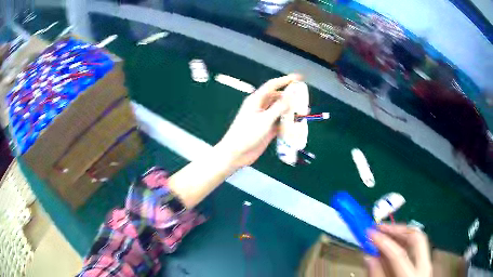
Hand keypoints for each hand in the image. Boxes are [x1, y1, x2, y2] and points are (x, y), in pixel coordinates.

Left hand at [216, 74, 301, 166]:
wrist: (236, 154)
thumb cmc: (246, 134)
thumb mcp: (264, 119)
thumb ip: (279, 107)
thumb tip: (291, 94)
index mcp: (256, 100)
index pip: (272, 85)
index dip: (285, 80)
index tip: (298, 78)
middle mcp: (261, 107)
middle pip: (278, 98)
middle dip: (291, 98)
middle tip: (304, 99)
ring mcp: (264, 119)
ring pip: (280, 111)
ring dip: (290, 112)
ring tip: (303, 113)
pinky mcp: (267, 130)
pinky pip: (280, 123)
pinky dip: (288, 124)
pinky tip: (296, 126)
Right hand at [365, 224, 431, 276]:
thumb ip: (377, 275)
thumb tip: (368, 256)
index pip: (398, 254)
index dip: (383, 242)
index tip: (369, 232)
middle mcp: (424, 267)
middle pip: (416, 238)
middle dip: (398, 229)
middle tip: (380, 227)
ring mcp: (427, 263)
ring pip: (418, 239)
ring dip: (401, 233)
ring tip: (385, 232)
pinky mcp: (426, 264)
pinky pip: (417, 247)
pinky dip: (405, 241)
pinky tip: (393, 243)